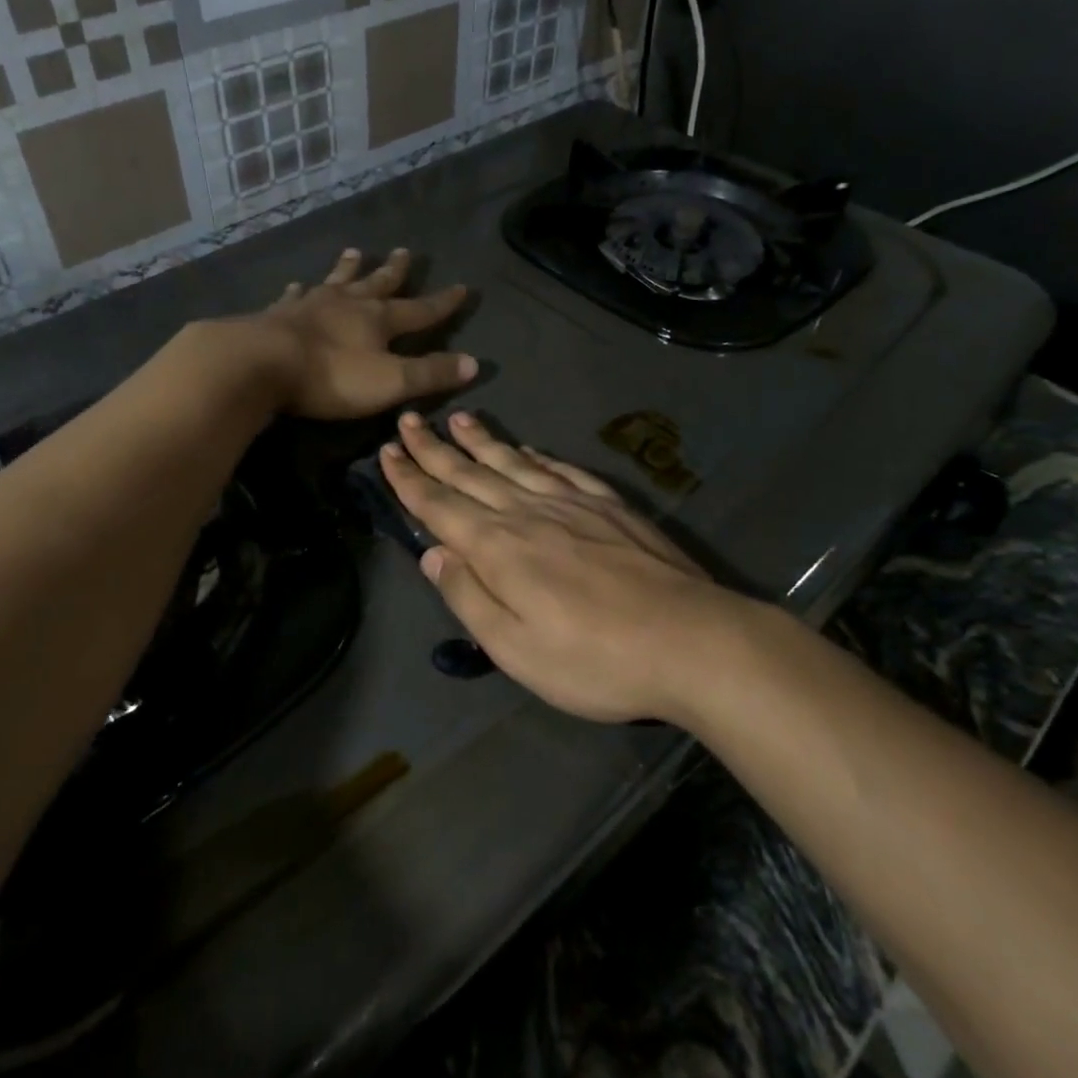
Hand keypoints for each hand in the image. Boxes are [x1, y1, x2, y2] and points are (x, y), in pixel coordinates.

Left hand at [235, 248, 475, 420]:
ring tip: (355, 252)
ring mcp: (311, 305)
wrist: (262, 363)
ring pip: (336, 281)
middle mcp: (348, 304)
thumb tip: (474, 363)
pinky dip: (299, 290)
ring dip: (348, 268)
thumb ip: (431, 374)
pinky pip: (293, 296)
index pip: (420, 309)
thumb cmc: (332, 377)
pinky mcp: (278, 314)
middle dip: (394, 271)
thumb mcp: (391, 382)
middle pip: (377, 284)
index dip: (443, 302)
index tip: (462, 287)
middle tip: (405, 251)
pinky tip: (297, 284)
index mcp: (378, 320)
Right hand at [381, 410, 768, 723]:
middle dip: (434, 448)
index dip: (409, 479)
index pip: (439, 505)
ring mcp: (572, 503)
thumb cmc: (594, 658)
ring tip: (458, 418)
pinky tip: (527, 448)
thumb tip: (432, 553)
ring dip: (481, 440)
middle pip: (470, 473)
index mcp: (498, 547)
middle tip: (408, 420)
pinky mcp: (609, 506)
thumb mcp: (516, 648)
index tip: (386, 452)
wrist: (691, 640)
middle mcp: (528, 512)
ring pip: (513, 462)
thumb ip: (468, 596)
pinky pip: (561, 470)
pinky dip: (537, 455)